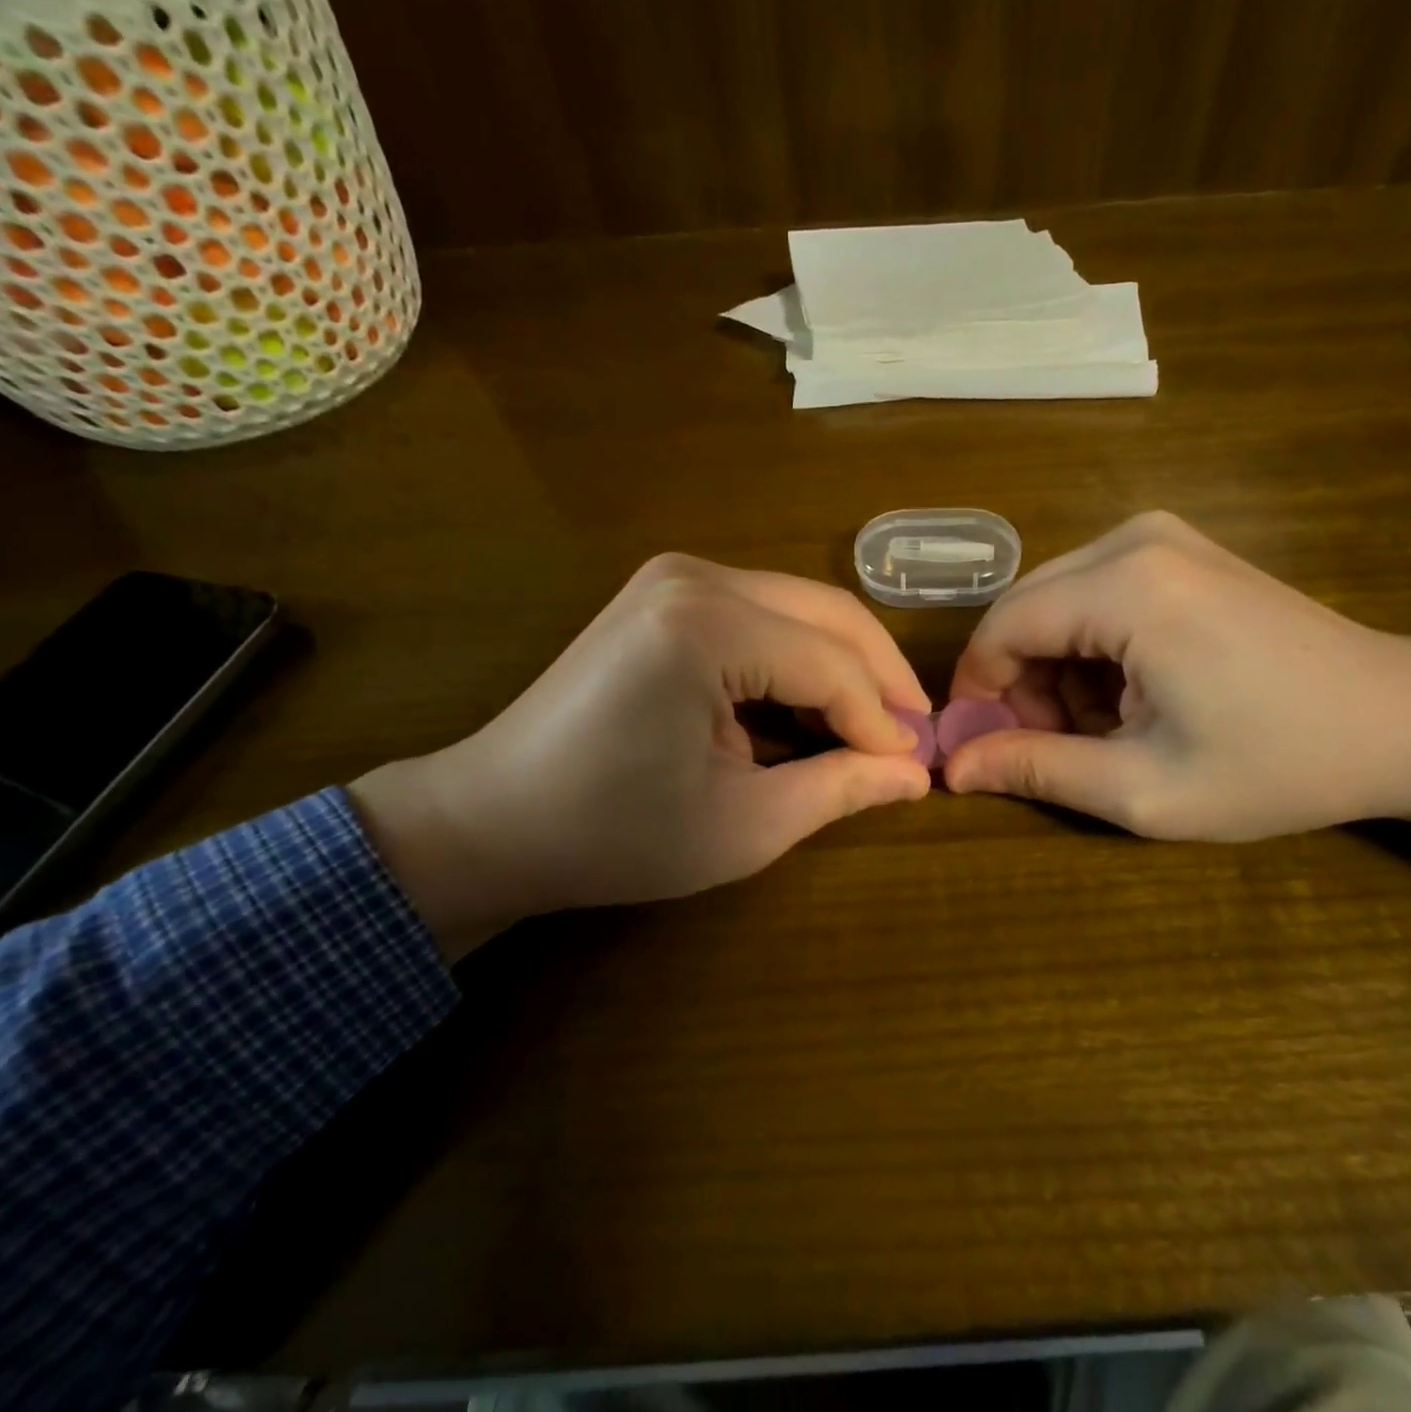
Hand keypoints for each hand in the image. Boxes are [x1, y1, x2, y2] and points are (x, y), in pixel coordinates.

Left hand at [349, 555, 931, 958]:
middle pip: (827, 615)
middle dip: (878, 678)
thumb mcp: (744, 824)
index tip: (915, 770)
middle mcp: (695, 577)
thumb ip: (840, 788)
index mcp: (707, 626)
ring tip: (871, 727)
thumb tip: (915, 774)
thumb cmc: (615, 833)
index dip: (882, 721)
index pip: (832, 665)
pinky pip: (763, 617)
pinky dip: (799, 660)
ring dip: (843, 667)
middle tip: (911, 737)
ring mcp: (676, 577)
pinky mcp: (666, 596)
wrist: (495, 820)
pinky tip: (814, 708)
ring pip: (800, 609)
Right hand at [943, 512, 1410, 866]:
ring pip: (1055, 604)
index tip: (986, 748)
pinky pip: (1093, 594)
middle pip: (1025, 611)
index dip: (977, 692)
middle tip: (1054, 748)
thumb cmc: (1279, 763)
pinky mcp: (1179, 549)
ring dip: (1056, 671)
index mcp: (1126, 588)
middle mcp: (1133, 539)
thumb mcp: (1144, 788)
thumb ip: (1036, 770)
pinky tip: (1134, 694)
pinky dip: (1091, 651)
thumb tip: (951, 768)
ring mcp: (1161, 535)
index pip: (1000, 628)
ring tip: (1105, 730)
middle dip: (1020, 684)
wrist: (1404, 718)